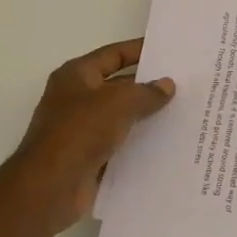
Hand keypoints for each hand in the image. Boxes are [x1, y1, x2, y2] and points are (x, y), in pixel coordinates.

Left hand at [1, 38, 174, 230]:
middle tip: (184, 85)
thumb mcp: (119, 103)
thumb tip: (167, 85)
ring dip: (146, 117)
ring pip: (121, 117)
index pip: (113, 54)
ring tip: (182, 114)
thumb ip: (146, 92)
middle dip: (148, 86)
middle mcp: (76, 99)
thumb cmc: (81, 132)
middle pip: (118, 86)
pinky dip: (139, 143)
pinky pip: (120, 144)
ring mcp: (81, 130)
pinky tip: (166, 144)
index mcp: (76, 76)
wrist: (51, 186)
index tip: (169, 51)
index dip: (139, 51)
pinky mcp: (89, 157)